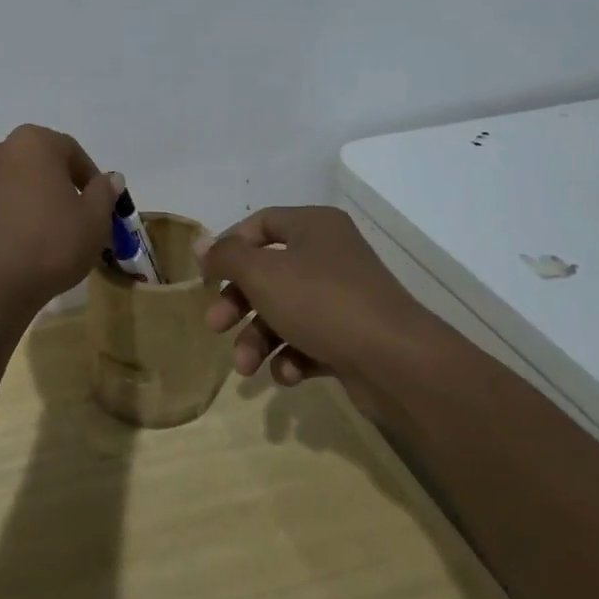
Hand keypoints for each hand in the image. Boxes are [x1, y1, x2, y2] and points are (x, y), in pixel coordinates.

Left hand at [0, 125, 118, 315]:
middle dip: (49, 185)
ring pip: (2, 187)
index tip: (97, 202)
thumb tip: (108, 179)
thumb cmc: (50, 245)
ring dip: (18, 203)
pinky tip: (6, 252)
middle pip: (31, 164)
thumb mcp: (94, 222)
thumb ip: (103, 194)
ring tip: (34, 238)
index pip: (69, 150)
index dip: (87, 176)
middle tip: (66, 218)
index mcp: (31, 144)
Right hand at [197, 206, 431, 388]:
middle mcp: (330, 255)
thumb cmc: (321, 302)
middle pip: (268, 273)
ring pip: (285, 311)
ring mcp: (344, 298)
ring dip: (259, 338)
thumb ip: (226, 256)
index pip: (260, 224)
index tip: (207, 275)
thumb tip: (201, 244)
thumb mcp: (262, 273)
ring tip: (247, 367)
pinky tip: (287, 374)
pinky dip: (292, 356)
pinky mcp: (353, 337)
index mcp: (313, 227)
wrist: (397, 362)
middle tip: (216, 326)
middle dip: (238, 303)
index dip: (229, 247)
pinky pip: (310, 340)